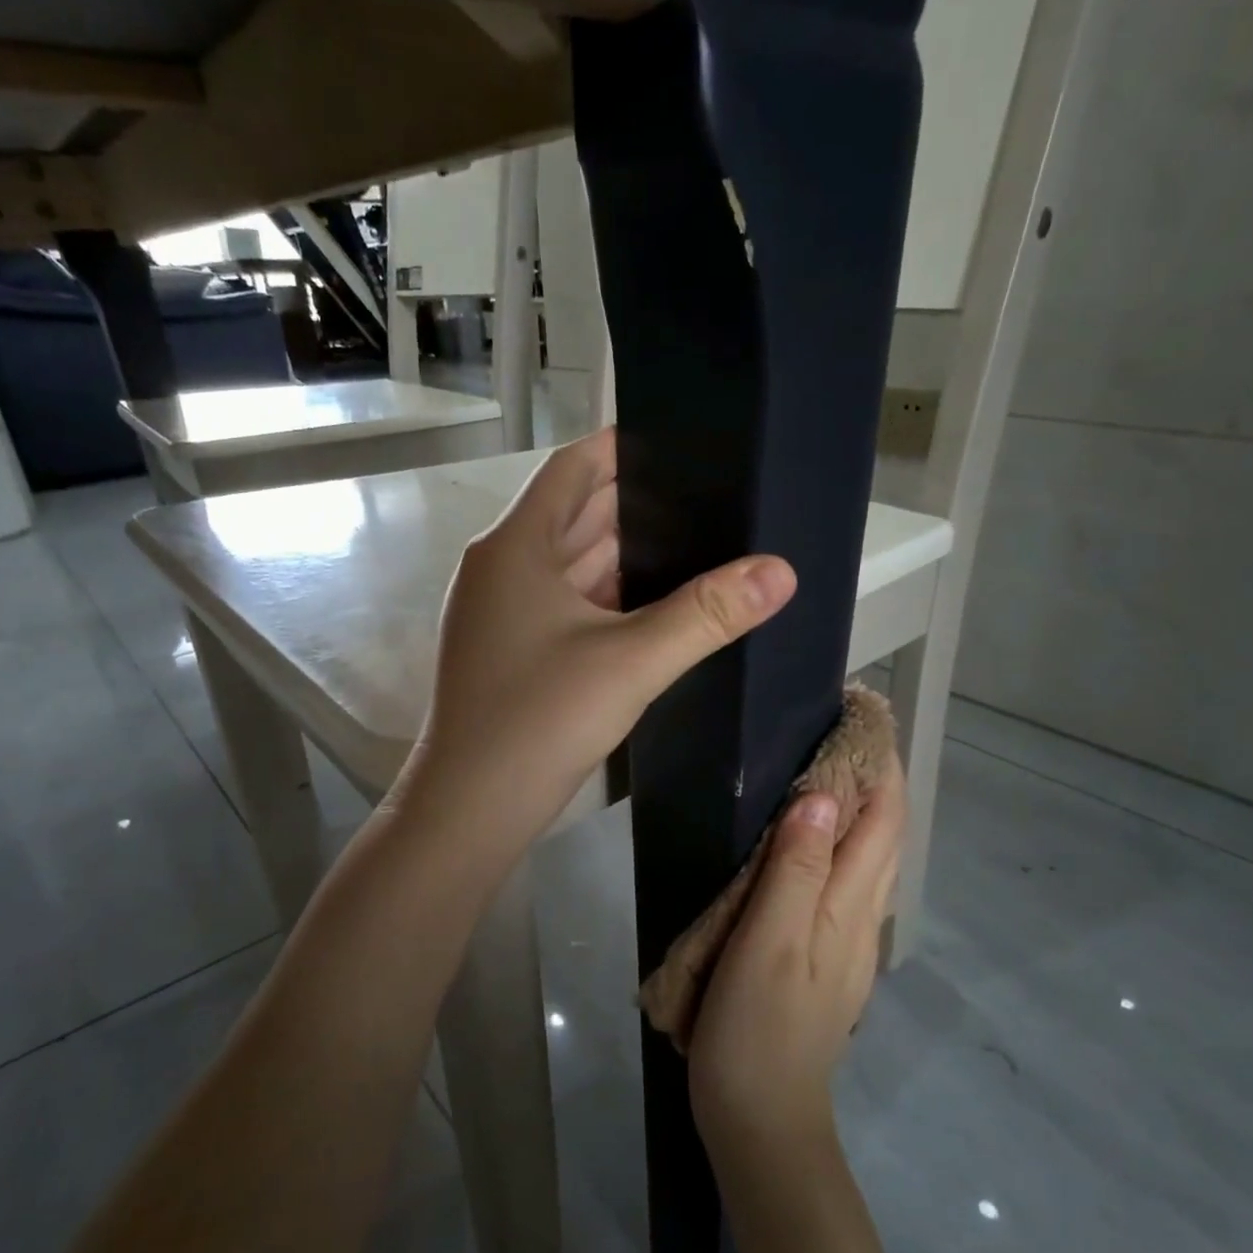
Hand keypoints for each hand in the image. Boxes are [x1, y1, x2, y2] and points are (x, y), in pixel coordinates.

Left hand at [399, 428, 795, 865]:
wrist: (470, 808)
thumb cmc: (540, 721)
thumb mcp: (631, 662)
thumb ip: (707, 614)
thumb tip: (782, 571)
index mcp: (516, 547)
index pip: (573, 469)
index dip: (623, 449)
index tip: (683, 443)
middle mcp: (501, 569)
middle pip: (574, 515)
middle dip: (637, 506)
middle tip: (710, 498)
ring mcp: (501, 614)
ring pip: (571, 566)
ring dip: (624, 557)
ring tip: (697, 546)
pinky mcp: (509, 652)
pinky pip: (564, 605)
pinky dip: (605, 599)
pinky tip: (653, 608)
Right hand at [688, 751, 904, 1165]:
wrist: (761, 1116)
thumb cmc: (756, 1027)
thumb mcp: (769, 943)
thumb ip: (795, 870)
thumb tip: (822, 798)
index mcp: (848, 907)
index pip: (882, 819)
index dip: (880, 764)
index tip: (862, 715)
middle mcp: (860, 917)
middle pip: (884, 833)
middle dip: (875, 776)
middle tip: (838, 729)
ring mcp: (847, 940)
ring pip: (868, 857)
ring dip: (859, 807)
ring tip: (825, 767)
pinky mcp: (827, 956)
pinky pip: (844, 881)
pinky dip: (839, 842)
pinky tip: (808, 838)